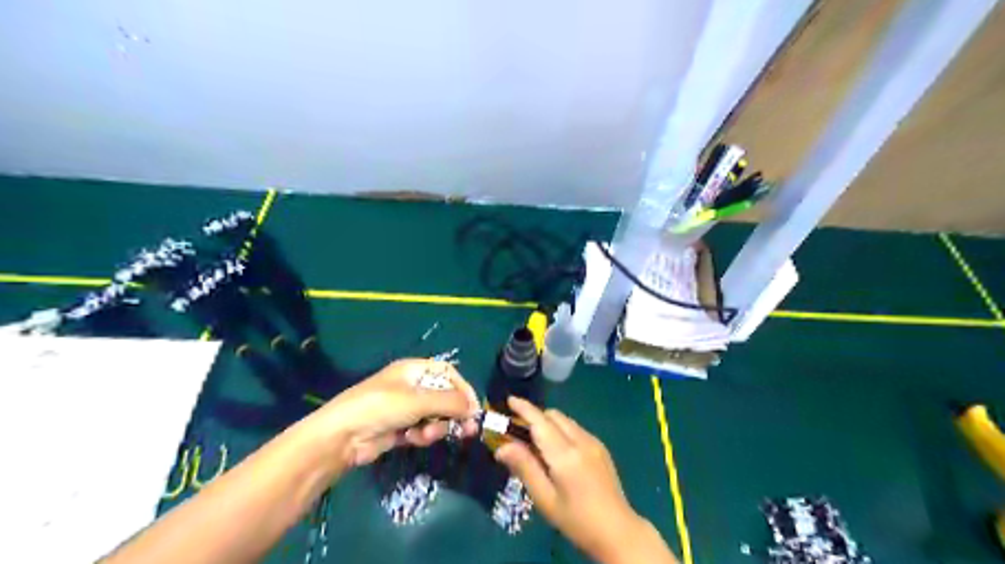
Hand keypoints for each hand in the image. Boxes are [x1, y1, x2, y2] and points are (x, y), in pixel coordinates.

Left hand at [307, 362, 477, 465]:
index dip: (463, 388)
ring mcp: (405, 408)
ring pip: (434, 416)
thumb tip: (474, 408)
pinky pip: (422, 429)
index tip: (473, 408)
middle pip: (444, 396)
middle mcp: (411, 386)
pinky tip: (413, 440)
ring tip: (427, 435)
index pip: (448, 374)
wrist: (342, 436)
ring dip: (436, 427)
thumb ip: (450, 402)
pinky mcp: (399, 428)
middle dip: (454, 413)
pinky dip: (422, 435)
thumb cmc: (382, 407)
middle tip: (468, 430)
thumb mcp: (419, 400)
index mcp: (414, 370)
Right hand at [494, 397, 674, 562]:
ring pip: (565, 420)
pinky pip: (575, 428)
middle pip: (553, 416)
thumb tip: (501, 447)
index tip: (509, 400)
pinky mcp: (600, 447)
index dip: (524, 409)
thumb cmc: (576, 520)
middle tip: (518, 431)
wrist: (618, 531)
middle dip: (535, 417)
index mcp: (565, 455)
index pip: (540, 422)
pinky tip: (557, 451)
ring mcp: (593, 442)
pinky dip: (561, 430)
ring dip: (548, 423)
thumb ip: (524, 468)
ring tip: (535, 443)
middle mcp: (581, 441)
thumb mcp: (545, 498)